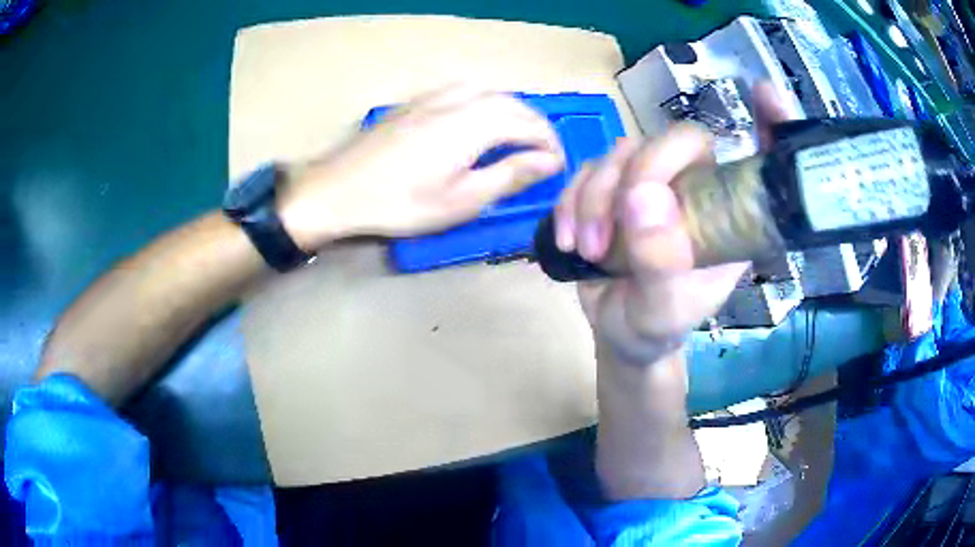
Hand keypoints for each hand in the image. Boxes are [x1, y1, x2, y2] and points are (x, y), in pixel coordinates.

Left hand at [279, 85, 564, 249]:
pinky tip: (479, 118)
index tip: (558, 166)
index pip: (529, 125)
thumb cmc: (401, 203)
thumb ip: (509, 175)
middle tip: (544, 152)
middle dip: (535, 125)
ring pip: (489, 91)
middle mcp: (460, 100)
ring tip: (518, 134)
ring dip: (513, 109)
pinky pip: (464, 90)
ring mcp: (434, 97)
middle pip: (512, 103)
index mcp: (475, 124)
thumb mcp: (462, 199)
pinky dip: (486, 101)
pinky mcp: (416, 102)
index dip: (549, 144)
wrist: (339, 189)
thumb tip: (548, 161)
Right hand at [553, 83, 791, 368]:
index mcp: (726, 216)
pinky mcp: (611, 187)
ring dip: (594, 198)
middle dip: (636, 176)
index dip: (771, 124)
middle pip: (673, 140)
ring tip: (590, 250)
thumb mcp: (663, 310)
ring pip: (621, 151)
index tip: (764, 93)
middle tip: (614, 232)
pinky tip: (569, 239)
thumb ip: (661, 262)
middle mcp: (694, 189)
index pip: (755, 160)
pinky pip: (586, 169)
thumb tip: (641, 196)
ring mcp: (651, 184)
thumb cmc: (655, 326)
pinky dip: (570, 202)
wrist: (616, 333)